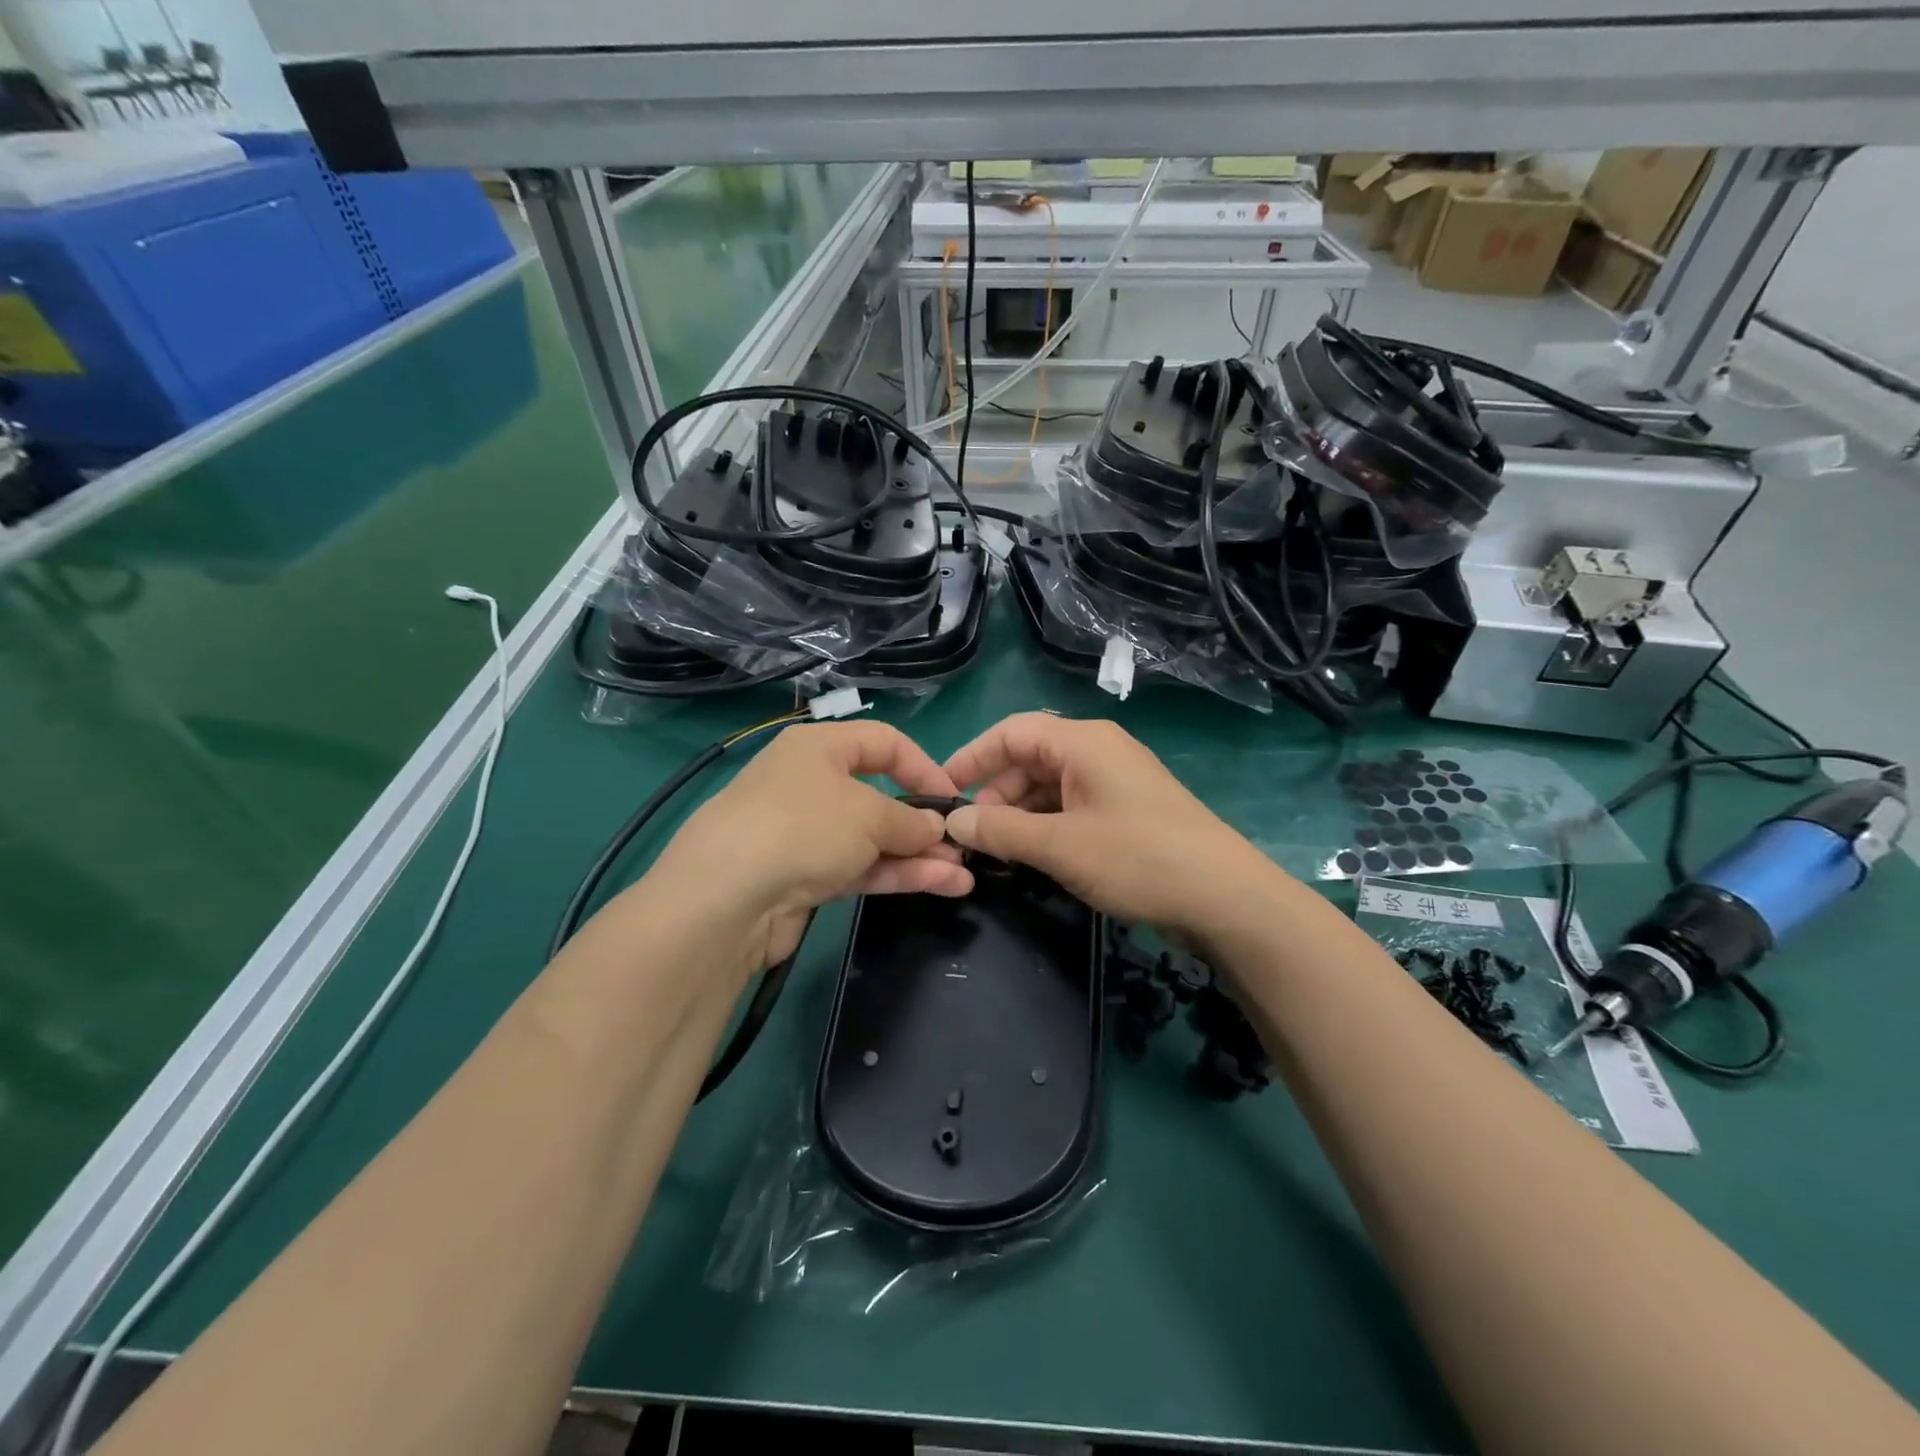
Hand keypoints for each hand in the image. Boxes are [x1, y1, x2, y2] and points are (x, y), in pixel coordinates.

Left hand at [654, 721, 972, 972]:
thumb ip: (910, 820)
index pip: (884, 743)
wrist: (726, 898)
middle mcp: (810, 784)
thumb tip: (935, 828)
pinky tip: (938, 885)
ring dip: (917, 855)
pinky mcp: (803, 878)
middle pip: (879, 796)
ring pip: (872, 839)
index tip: (952, 798)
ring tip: (963, 875)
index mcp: (818, 747)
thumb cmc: (803, 827)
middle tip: (961, 846)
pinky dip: (895, 874)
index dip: (923, 767)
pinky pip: (858, 868)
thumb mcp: (868, 814)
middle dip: (923, 822)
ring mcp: (805, 834)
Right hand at [943, 714, 1281, 935]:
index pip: (1010, 732)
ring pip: (1049, 785)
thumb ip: (1001, 829)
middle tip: (972, 834)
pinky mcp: (1126, 808)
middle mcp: (1097, 750)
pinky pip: (1071, 805)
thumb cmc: (1138, 858)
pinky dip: (1046, 825)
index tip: (941, 791)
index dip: (971, 757)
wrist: (1225, 897)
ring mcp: (1115, 779)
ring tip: (998, 851)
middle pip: (1029, 757)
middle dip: (995, 792)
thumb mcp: (1060, 845)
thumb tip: (954, 819)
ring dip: (1019, 813)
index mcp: (1082, 742)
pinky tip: (1033, 855)